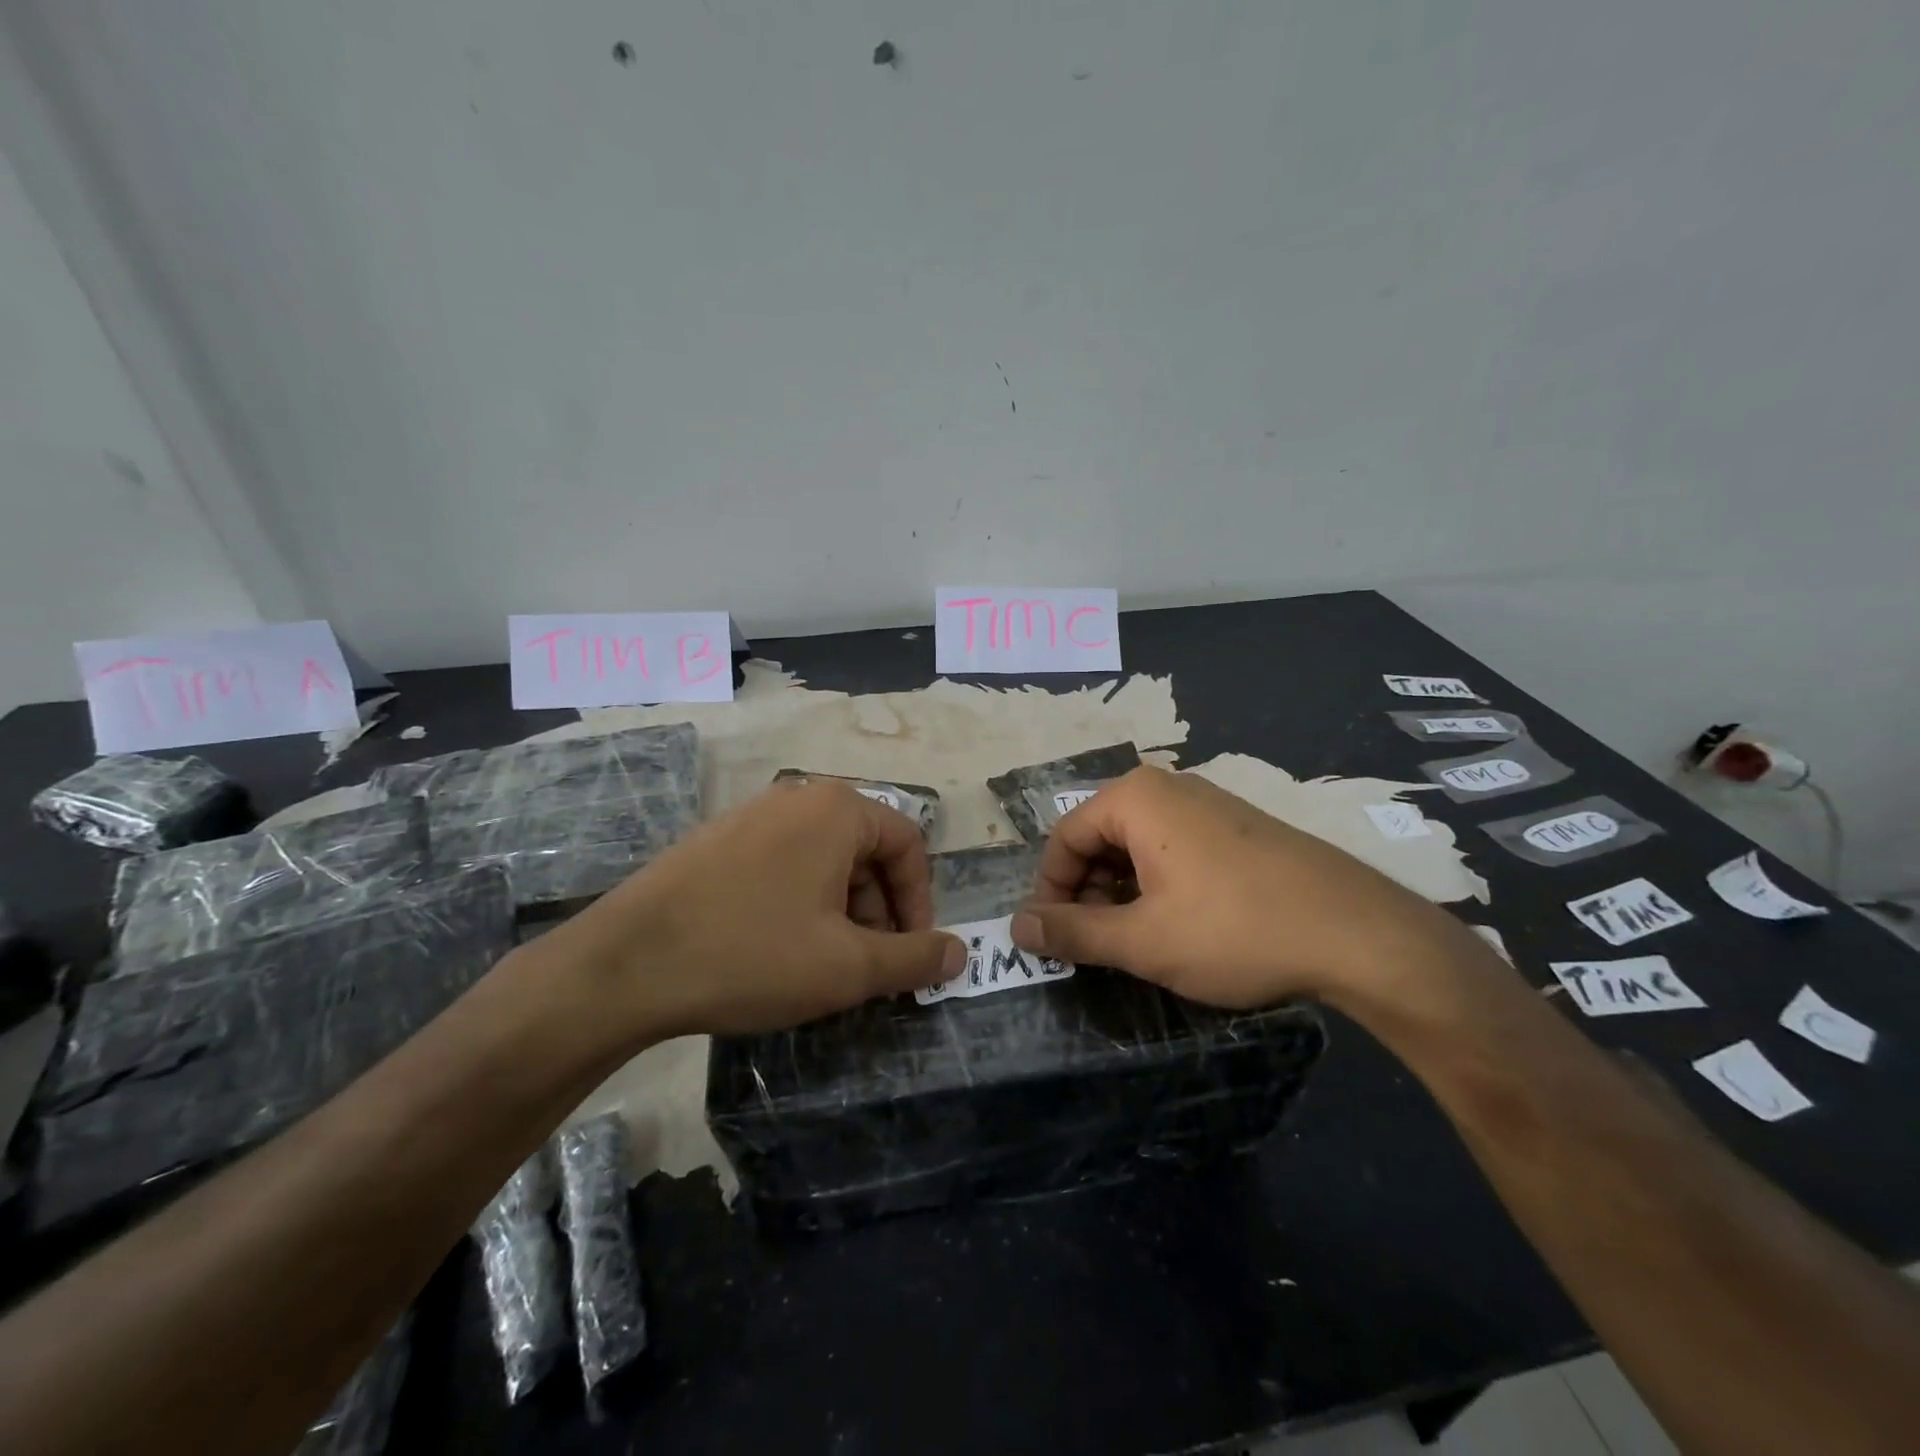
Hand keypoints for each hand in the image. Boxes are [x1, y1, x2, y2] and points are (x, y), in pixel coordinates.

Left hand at [552, 781, 965, 1041]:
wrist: (626, 965)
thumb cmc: (752, 955)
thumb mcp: (848, 966)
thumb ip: (915, 958)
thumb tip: (961, 953)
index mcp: (837, 809)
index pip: (909, 845)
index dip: (921, 903)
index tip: (911, 954)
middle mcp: (797, 798)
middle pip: (866, 851)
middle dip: (879, 911)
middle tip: (868, 966)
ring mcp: (751, 816)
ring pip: (824, 860)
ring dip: (841, 911)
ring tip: (823, 964)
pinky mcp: (717, 841)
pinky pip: (782, 864)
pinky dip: (801, 903)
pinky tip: (777, 949)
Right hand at [1010, 766, 1476, 1008]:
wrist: (1359, 933)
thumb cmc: (1235, 930)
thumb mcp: (1142, 940)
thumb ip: (1072, 932)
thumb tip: (1016, 928)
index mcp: (1136, 798)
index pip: (1064, 838)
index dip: (1050, 891)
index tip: (1053, 939)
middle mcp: (1169, 787)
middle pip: (1100, 838)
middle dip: (1086, 892)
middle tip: (1094, 946)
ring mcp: (1209, 804)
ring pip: (1138, 846)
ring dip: (1121, 893)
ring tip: (1134, 941)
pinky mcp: (1239, 827)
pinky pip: (1175, 848)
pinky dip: (1158, 885)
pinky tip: (1178, 925)